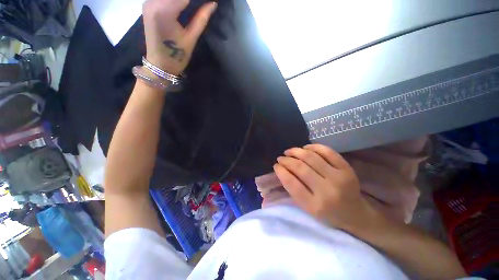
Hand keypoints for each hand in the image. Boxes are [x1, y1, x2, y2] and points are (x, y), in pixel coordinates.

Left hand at [142, 0, 216, 74]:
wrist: (159, 65)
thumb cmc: (176, 57)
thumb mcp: (191, 38)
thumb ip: (201, 18)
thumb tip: (213, 3)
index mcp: (164, 10)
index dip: (197, 0)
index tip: (208, 2)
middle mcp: (153, 1)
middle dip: (190, 0)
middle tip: (202, 5)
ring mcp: (148, 2)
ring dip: (182, 0)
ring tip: (194, 7)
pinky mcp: (148, 6)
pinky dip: (175, 1)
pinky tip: (184, 6)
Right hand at [273, 144, 380, 231]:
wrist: (355, 214)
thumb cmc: (328, 214)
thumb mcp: (307, 208)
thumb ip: (293, 190)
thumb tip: (280, 170)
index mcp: (315, 205)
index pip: (291, 183)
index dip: (281, 171)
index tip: (276, 166)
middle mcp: (327, 191)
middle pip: (300, 168)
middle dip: (286, 160)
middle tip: (281, 158)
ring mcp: (339, 177)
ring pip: (311, 157)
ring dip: (296, 151)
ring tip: (289, 151)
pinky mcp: (347, 168)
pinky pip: (327, 151)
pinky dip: (313, 147)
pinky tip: (305, 147)